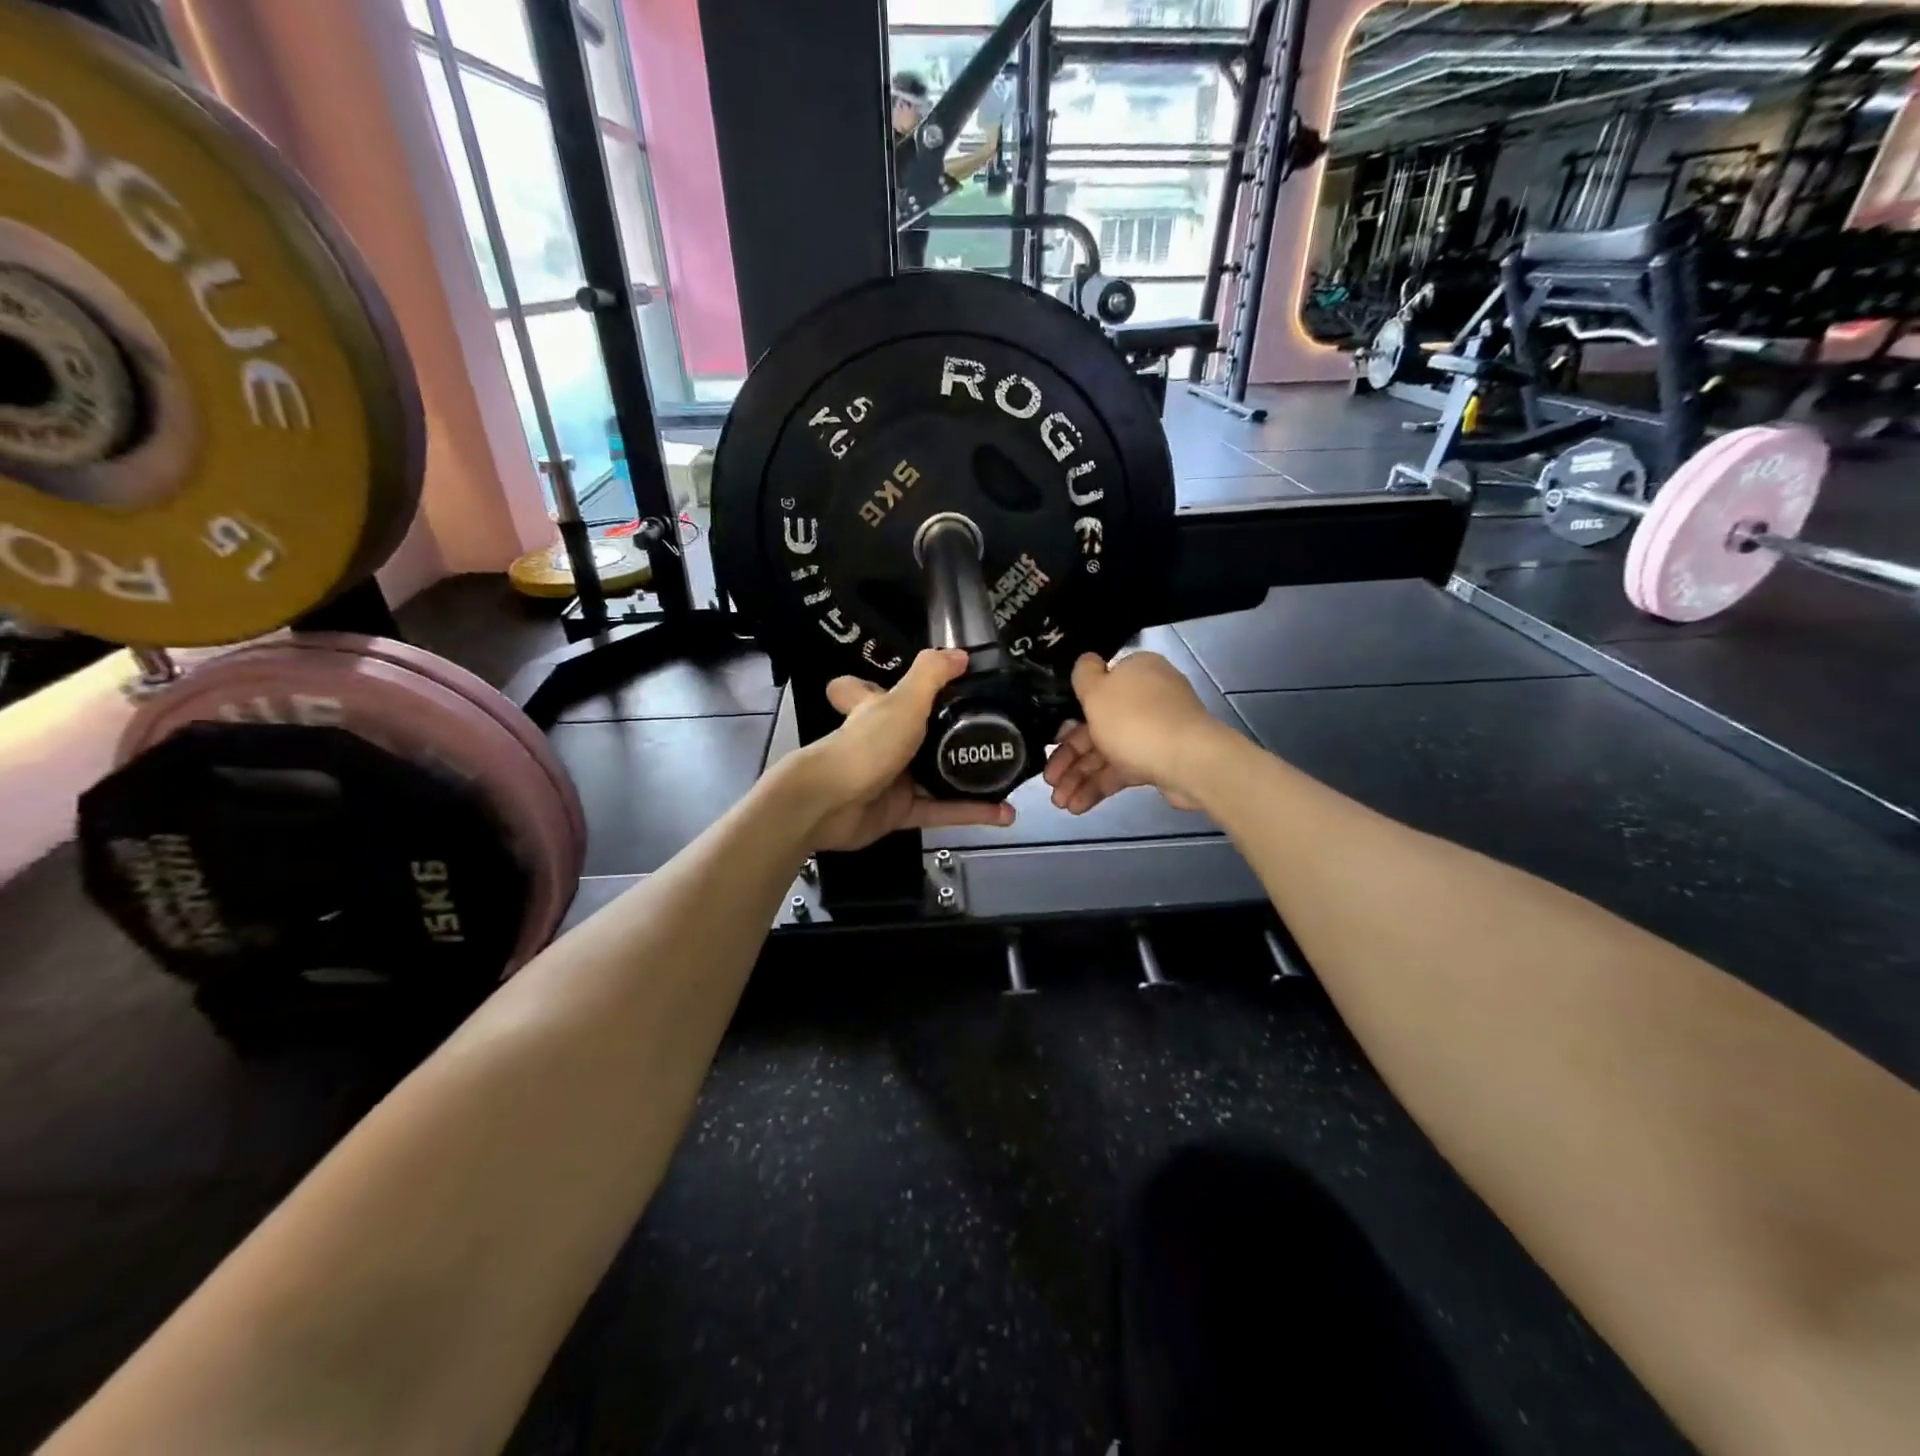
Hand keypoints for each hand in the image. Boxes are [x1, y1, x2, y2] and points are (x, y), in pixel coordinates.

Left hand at [785, 648, 1016, 850]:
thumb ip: (932, 675)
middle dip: (947, 734)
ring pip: (935, 776)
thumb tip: (962, 654)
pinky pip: (941, 810)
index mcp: (874, 710)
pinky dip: (971, 813)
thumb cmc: (866, 744)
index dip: (878, 684)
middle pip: (912, 734)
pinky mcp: (900, 813)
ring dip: (969, 777)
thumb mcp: (904, 701)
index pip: (864, 689)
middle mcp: (881, 742)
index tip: (913, 685)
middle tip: (992, 730)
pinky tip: (1004, 814)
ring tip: (1008, 773)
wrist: (832, 804)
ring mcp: (890, 779)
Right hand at [1043, 651, 1233, 814]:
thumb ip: (1084, 675)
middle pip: (1096, 726)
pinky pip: (1122, 770)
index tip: (1050, 738)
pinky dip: (1099, 786)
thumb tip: (1085, 660)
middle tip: (1048, 780)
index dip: (1067, 715)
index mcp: (1134, 673)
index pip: (1095, 689)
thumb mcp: (1098, 691)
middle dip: (1069, 757)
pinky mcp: (1158, 760)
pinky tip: (1077, 806)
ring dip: (1079, 776)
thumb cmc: (1134, 720)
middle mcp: (1145, 698)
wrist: (1189, 761)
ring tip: (1059, 803)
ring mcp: (1154, 730)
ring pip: (1107, 752)